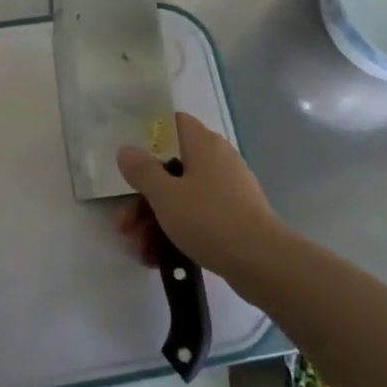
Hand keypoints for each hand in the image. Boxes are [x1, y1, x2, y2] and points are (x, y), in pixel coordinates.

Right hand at [116, 114, 284, 277]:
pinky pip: (196, 217)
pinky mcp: (232, 217)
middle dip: (142, 197)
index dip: (148, 135)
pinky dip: (175, 232)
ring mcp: (226, 190)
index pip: (174, 123)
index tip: (128, 158)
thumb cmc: (209, 219)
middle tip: (123, 223)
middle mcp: (217, 161)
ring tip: (138, 249)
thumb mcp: (165, 195)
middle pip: (170, 168)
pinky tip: (157, 257)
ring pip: (180, 197)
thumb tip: (127, 149)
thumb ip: (142, 170)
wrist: (262, 262)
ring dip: (153, 221)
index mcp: (203, 144)